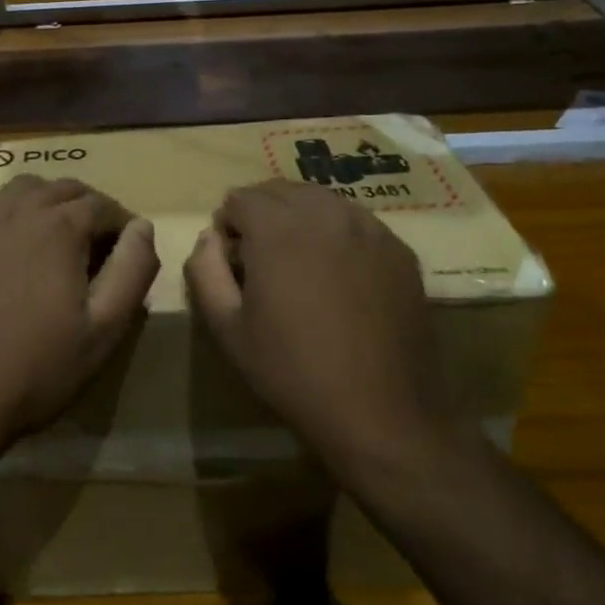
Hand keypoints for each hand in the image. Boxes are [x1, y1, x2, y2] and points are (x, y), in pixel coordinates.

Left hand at [0, 175, 158, 472]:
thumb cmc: (37, 369)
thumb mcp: (104, 329)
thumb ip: (132, 270)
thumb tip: (142, 226)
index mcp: (58, 228)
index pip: (102, 205)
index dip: (122, 223)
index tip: (129, 250)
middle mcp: (16, 211)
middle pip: (63, 189)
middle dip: (88, 207)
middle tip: (98, 244)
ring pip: (22, 190)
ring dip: (47, 202)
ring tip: (56, 238)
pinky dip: (6, 213)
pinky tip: (8, 245)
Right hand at [184, 179, 457, 486]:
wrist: (380, 413)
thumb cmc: (293, 371)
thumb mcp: (227, 327)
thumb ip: (205, 270)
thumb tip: (209, 237)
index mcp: (278, 228)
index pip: (240, 198)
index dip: (227, 226)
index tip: (232, 262)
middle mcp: (325, 213)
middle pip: (280, 191)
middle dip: (261, 214)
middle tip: (260, 260)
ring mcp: (369, 228)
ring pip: (321, 201)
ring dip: (299, 219)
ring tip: (299, 264)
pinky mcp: (399, 250)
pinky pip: (356, 222)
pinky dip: (337, 234)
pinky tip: (339, 276)